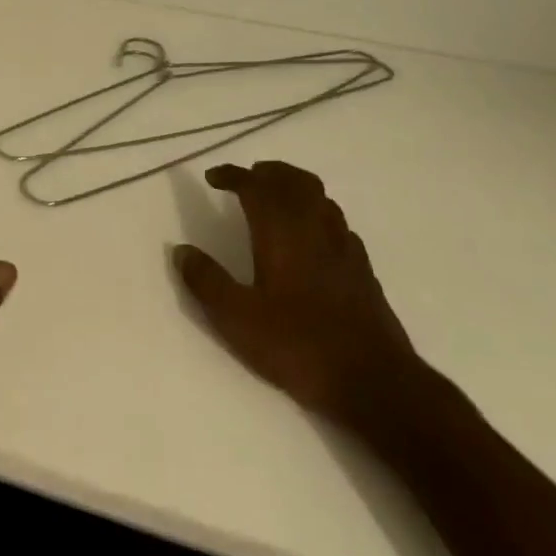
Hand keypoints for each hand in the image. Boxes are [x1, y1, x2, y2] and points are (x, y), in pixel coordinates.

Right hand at [173, 161, 423, 434]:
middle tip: (247, 177)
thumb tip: (181, 251)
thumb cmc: (298, 346)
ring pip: (322, 200)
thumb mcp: (236, 319)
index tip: (214, 177)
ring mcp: (345, 250)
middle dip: (269, 172)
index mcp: (283, 236)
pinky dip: (318, 215)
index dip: (234, 175)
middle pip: (296, 182)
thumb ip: (206, 281)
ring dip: (296, 188)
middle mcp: (316, 232)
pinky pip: (339, 224)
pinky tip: (312, 237)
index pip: (258, 187)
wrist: (374, 383)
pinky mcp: (363, 272)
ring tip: (276, 199)